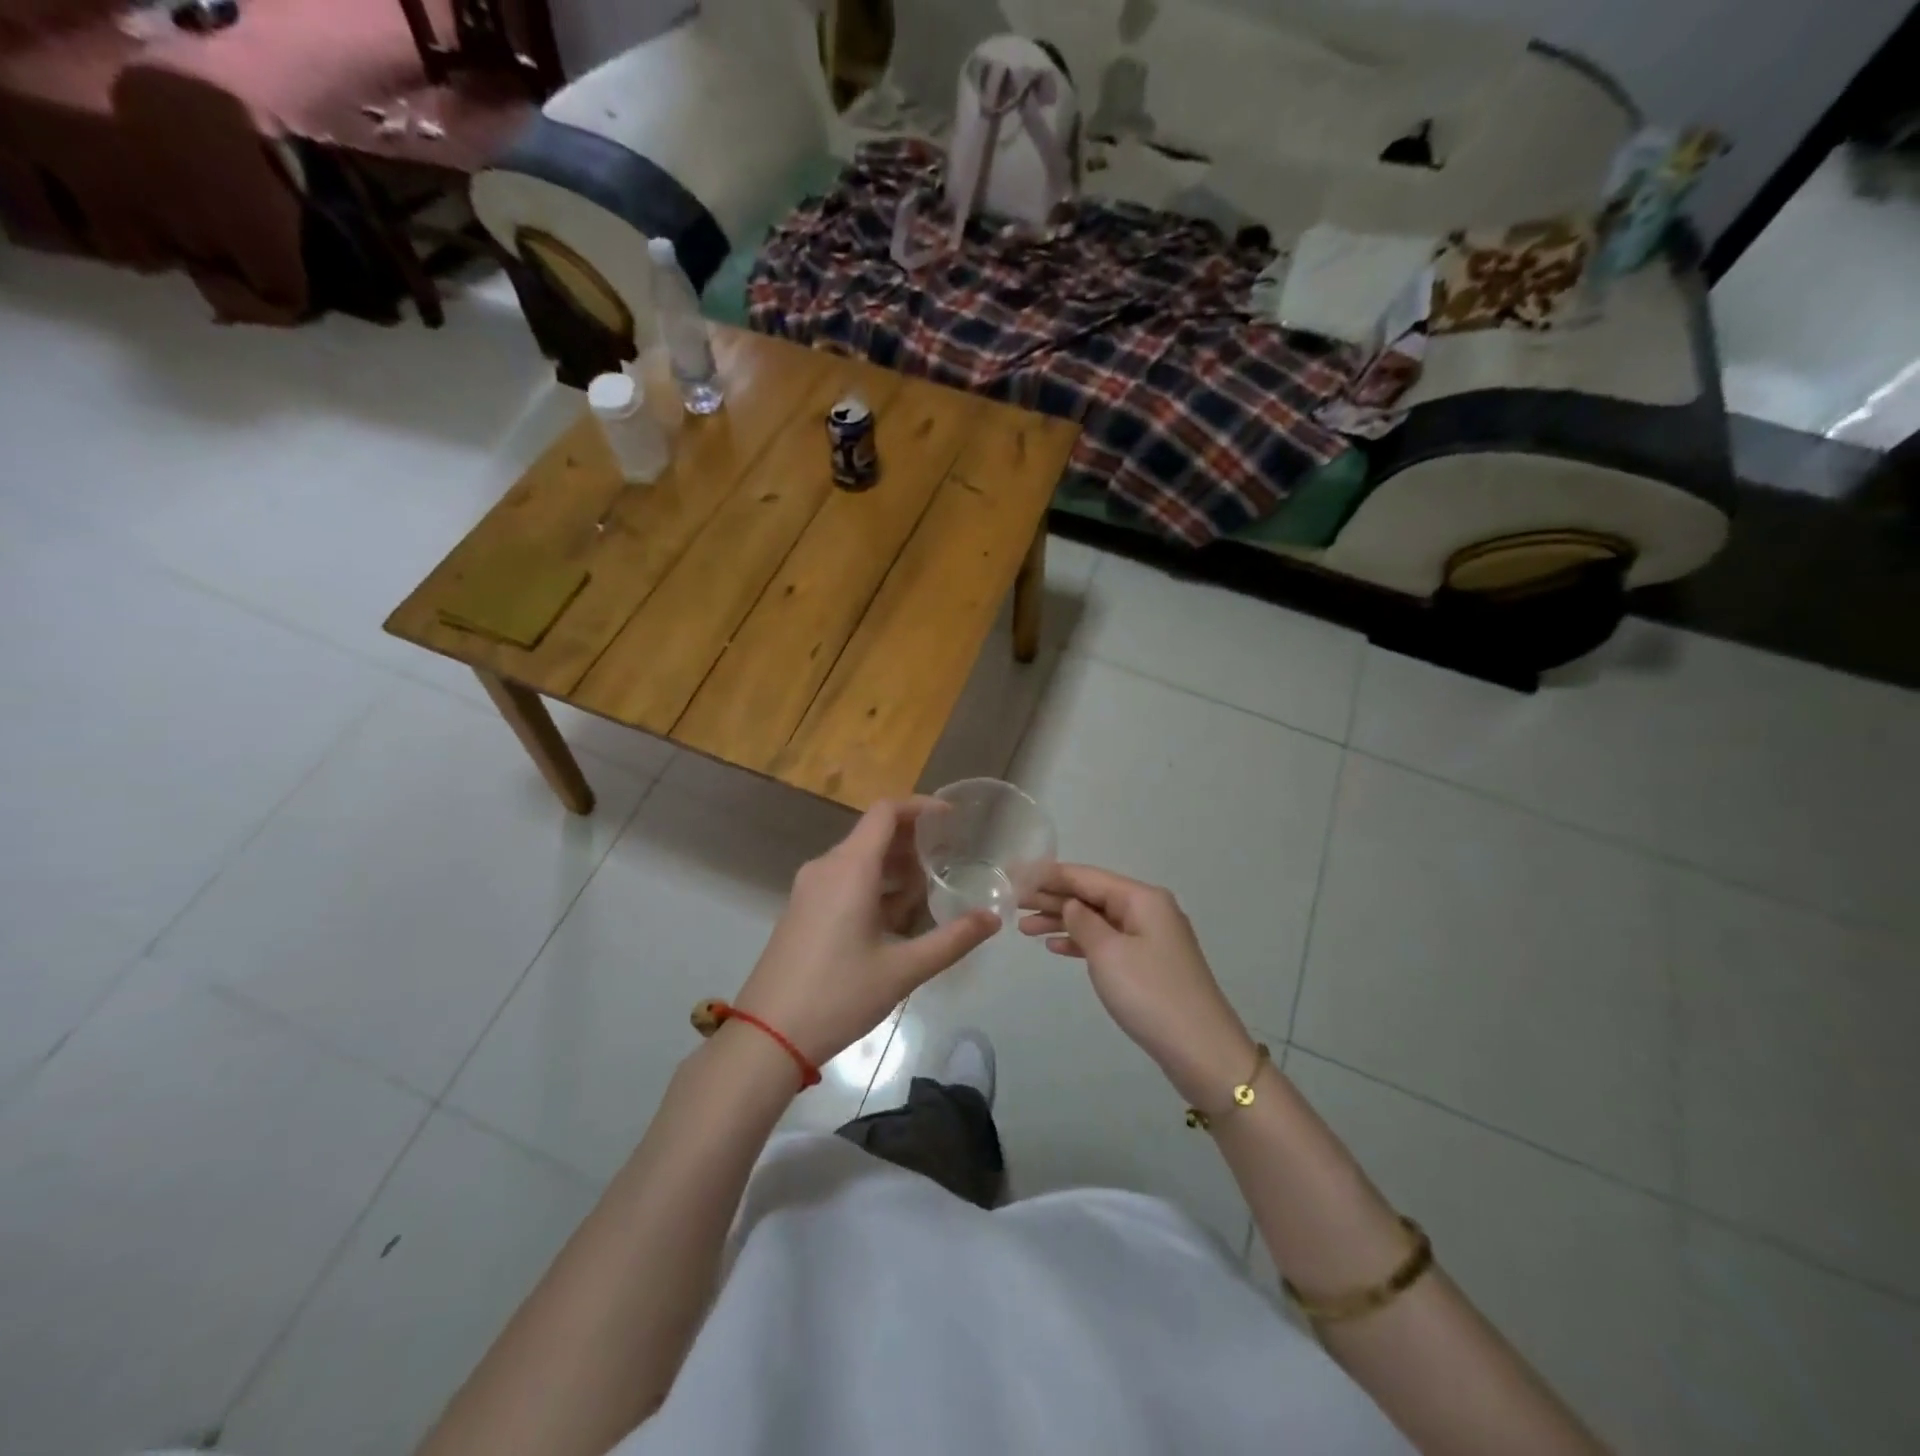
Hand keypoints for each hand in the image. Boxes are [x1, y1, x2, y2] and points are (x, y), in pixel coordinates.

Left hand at [733, 799, 999, 1068]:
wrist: (767, 1037)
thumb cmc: (838, 996)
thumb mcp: (903, 970)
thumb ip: (952, 940)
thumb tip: (993, 918)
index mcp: (850, 868)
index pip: (886, 812)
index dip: (921, 807)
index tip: (952, 819)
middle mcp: (826, 867)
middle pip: (874, 834)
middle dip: (913, 842)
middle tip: (950, 859)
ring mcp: (809, 889)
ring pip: (859, 860)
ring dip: (894, 868)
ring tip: (930, 891)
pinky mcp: (802, 910)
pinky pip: (843, 881)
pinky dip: (873, 886)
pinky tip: (896, 919)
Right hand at [1019, 864, 1254, 1104]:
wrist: (1202, 1052)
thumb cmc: (1150, 995)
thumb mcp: (1108, 953)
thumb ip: (1083, 922)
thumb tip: (1071, 904)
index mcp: (1142, 898)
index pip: (1087, 876)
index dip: (1050, 874)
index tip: (1016, 873)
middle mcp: (1148, 910)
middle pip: (1092, 895)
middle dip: (1052, 897)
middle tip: (1012, 902)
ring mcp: (1151, 938)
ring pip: (1097, 919)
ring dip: (1062, 921)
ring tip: (1024, 927)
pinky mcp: (1149, 964)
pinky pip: (1108, 942)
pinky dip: (1081, 942)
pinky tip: (1055, 947)